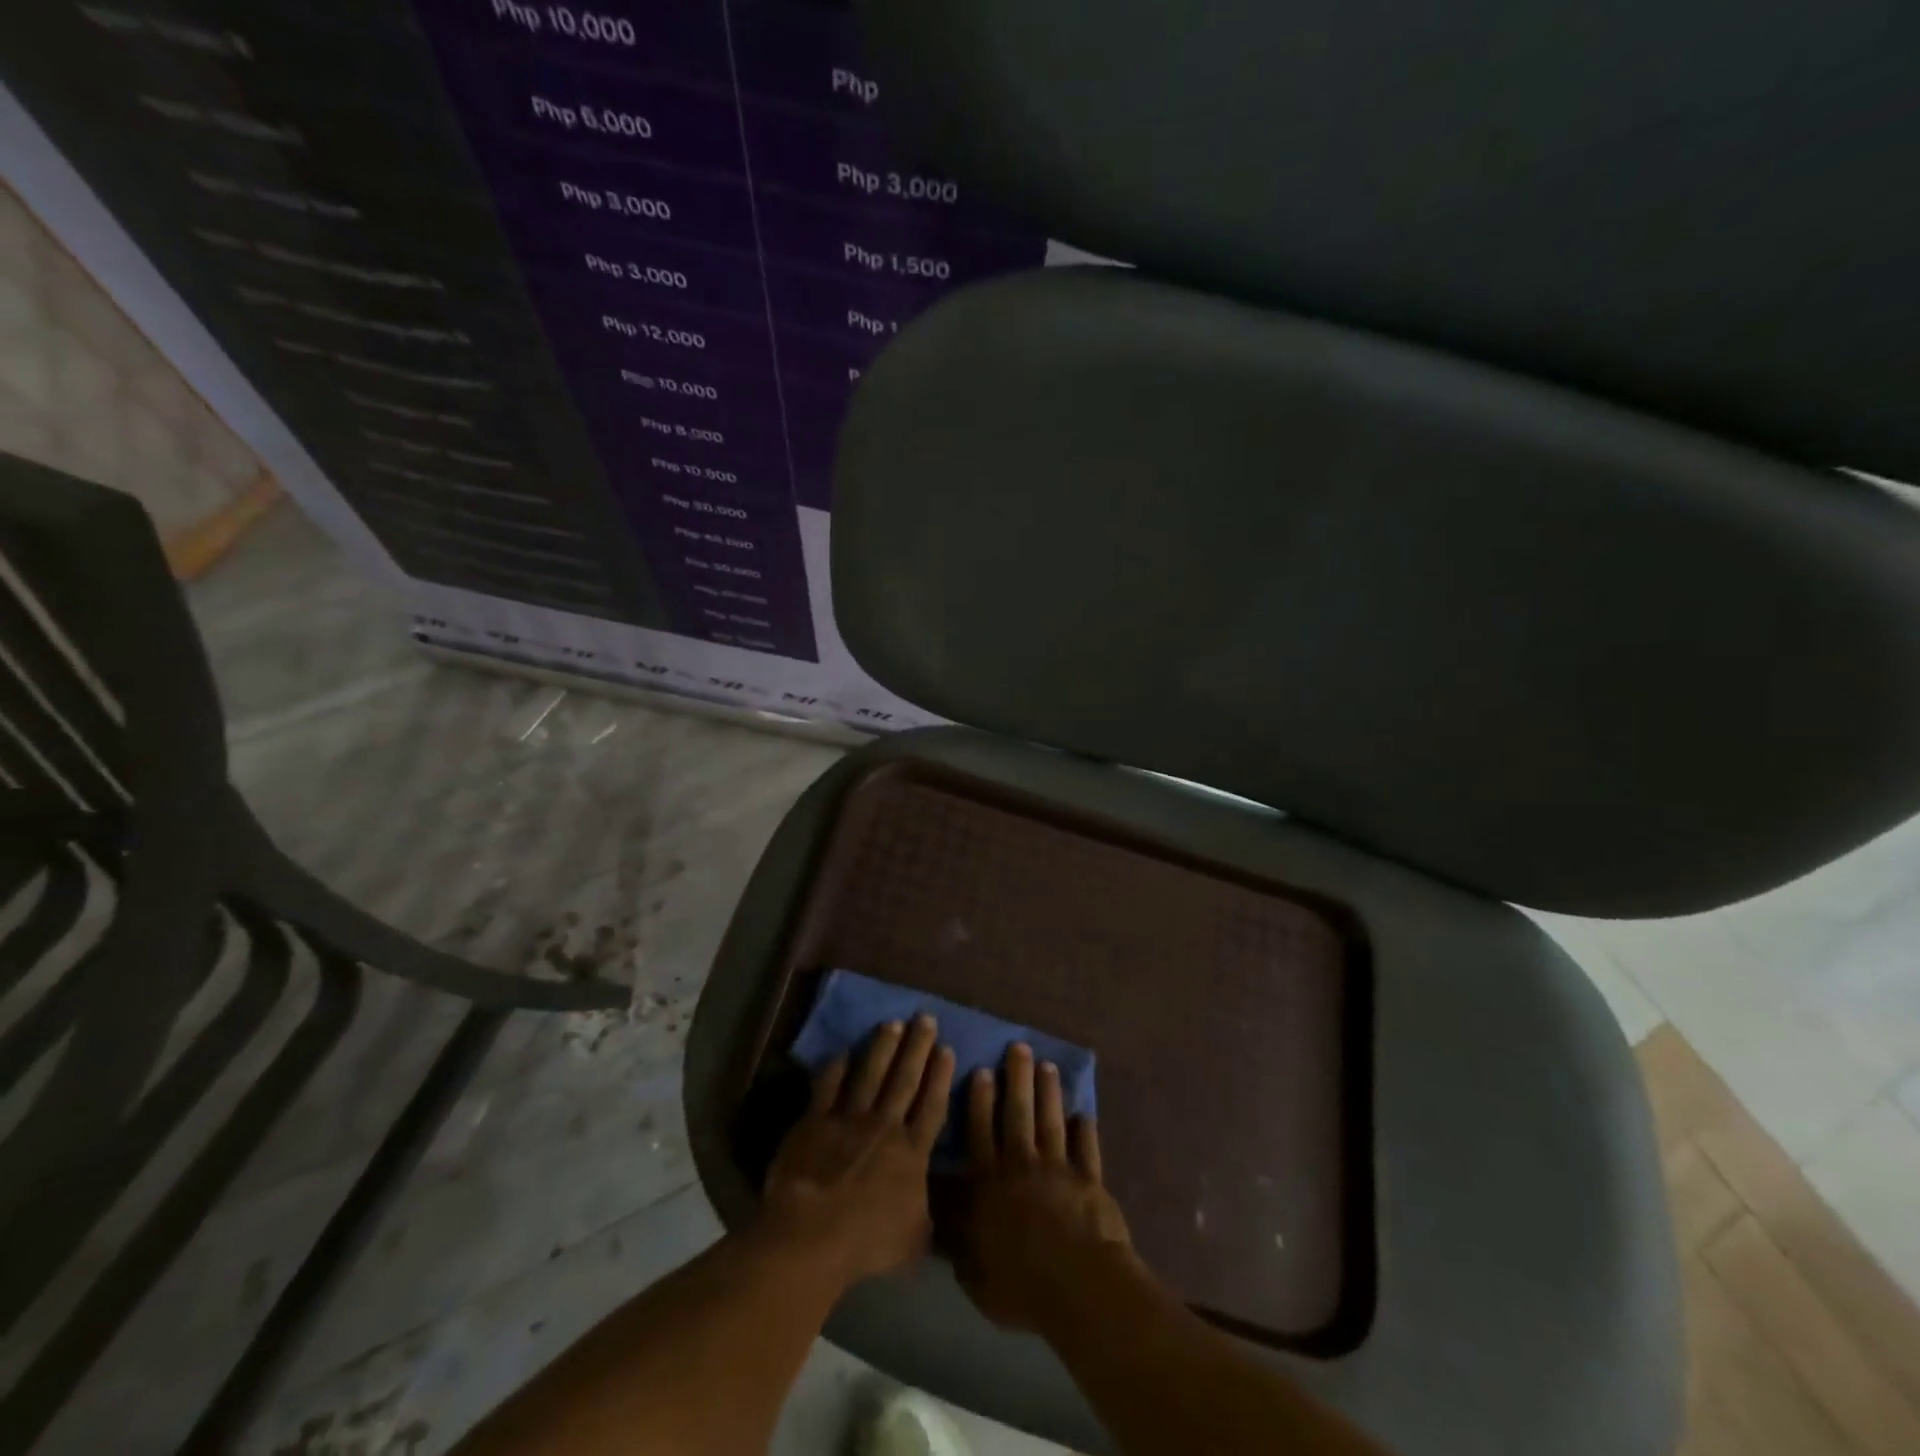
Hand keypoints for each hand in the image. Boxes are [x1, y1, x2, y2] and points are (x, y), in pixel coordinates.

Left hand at [759, 1014, 955, 1289]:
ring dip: (882, 1047)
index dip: (940, 1076)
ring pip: (870, 1074)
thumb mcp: (913, 1240)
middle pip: (905, 1079)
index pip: (931, 1106)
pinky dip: (834, 1070)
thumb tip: (933, 1212)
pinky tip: (840, 1053)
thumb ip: (924, 1218)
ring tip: (892, 1023)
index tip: (946, 1048)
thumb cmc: (867, 1242)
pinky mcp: (815, 1122)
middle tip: (925, 1016)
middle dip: (917, 1046)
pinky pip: (826, 1089)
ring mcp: (848, 1119)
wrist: (813, 1234)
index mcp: (911, 1152)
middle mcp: (884, 1126)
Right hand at [958, 1043, 1133, 1331]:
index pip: (980, 1132)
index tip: (981, 1070)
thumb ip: (958, 1242)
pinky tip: (1084, 1114)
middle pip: (1018, 1112)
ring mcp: (1059, 1168)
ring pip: (1051, 1120)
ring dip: (1049, 1092)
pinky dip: (1086, 1130)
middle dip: (1017, 1077)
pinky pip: (1087, 1149)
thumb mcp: (974, 1272)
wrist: (1078, 1284)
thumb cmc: (1019, 1283)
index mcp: (990, 1182)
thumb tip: (937, 1220)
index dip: (979, 1100)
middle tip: (1019, 1047)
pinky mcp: (1090, 1179)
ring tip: (1047, 1066)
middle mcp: (1022, 1164)